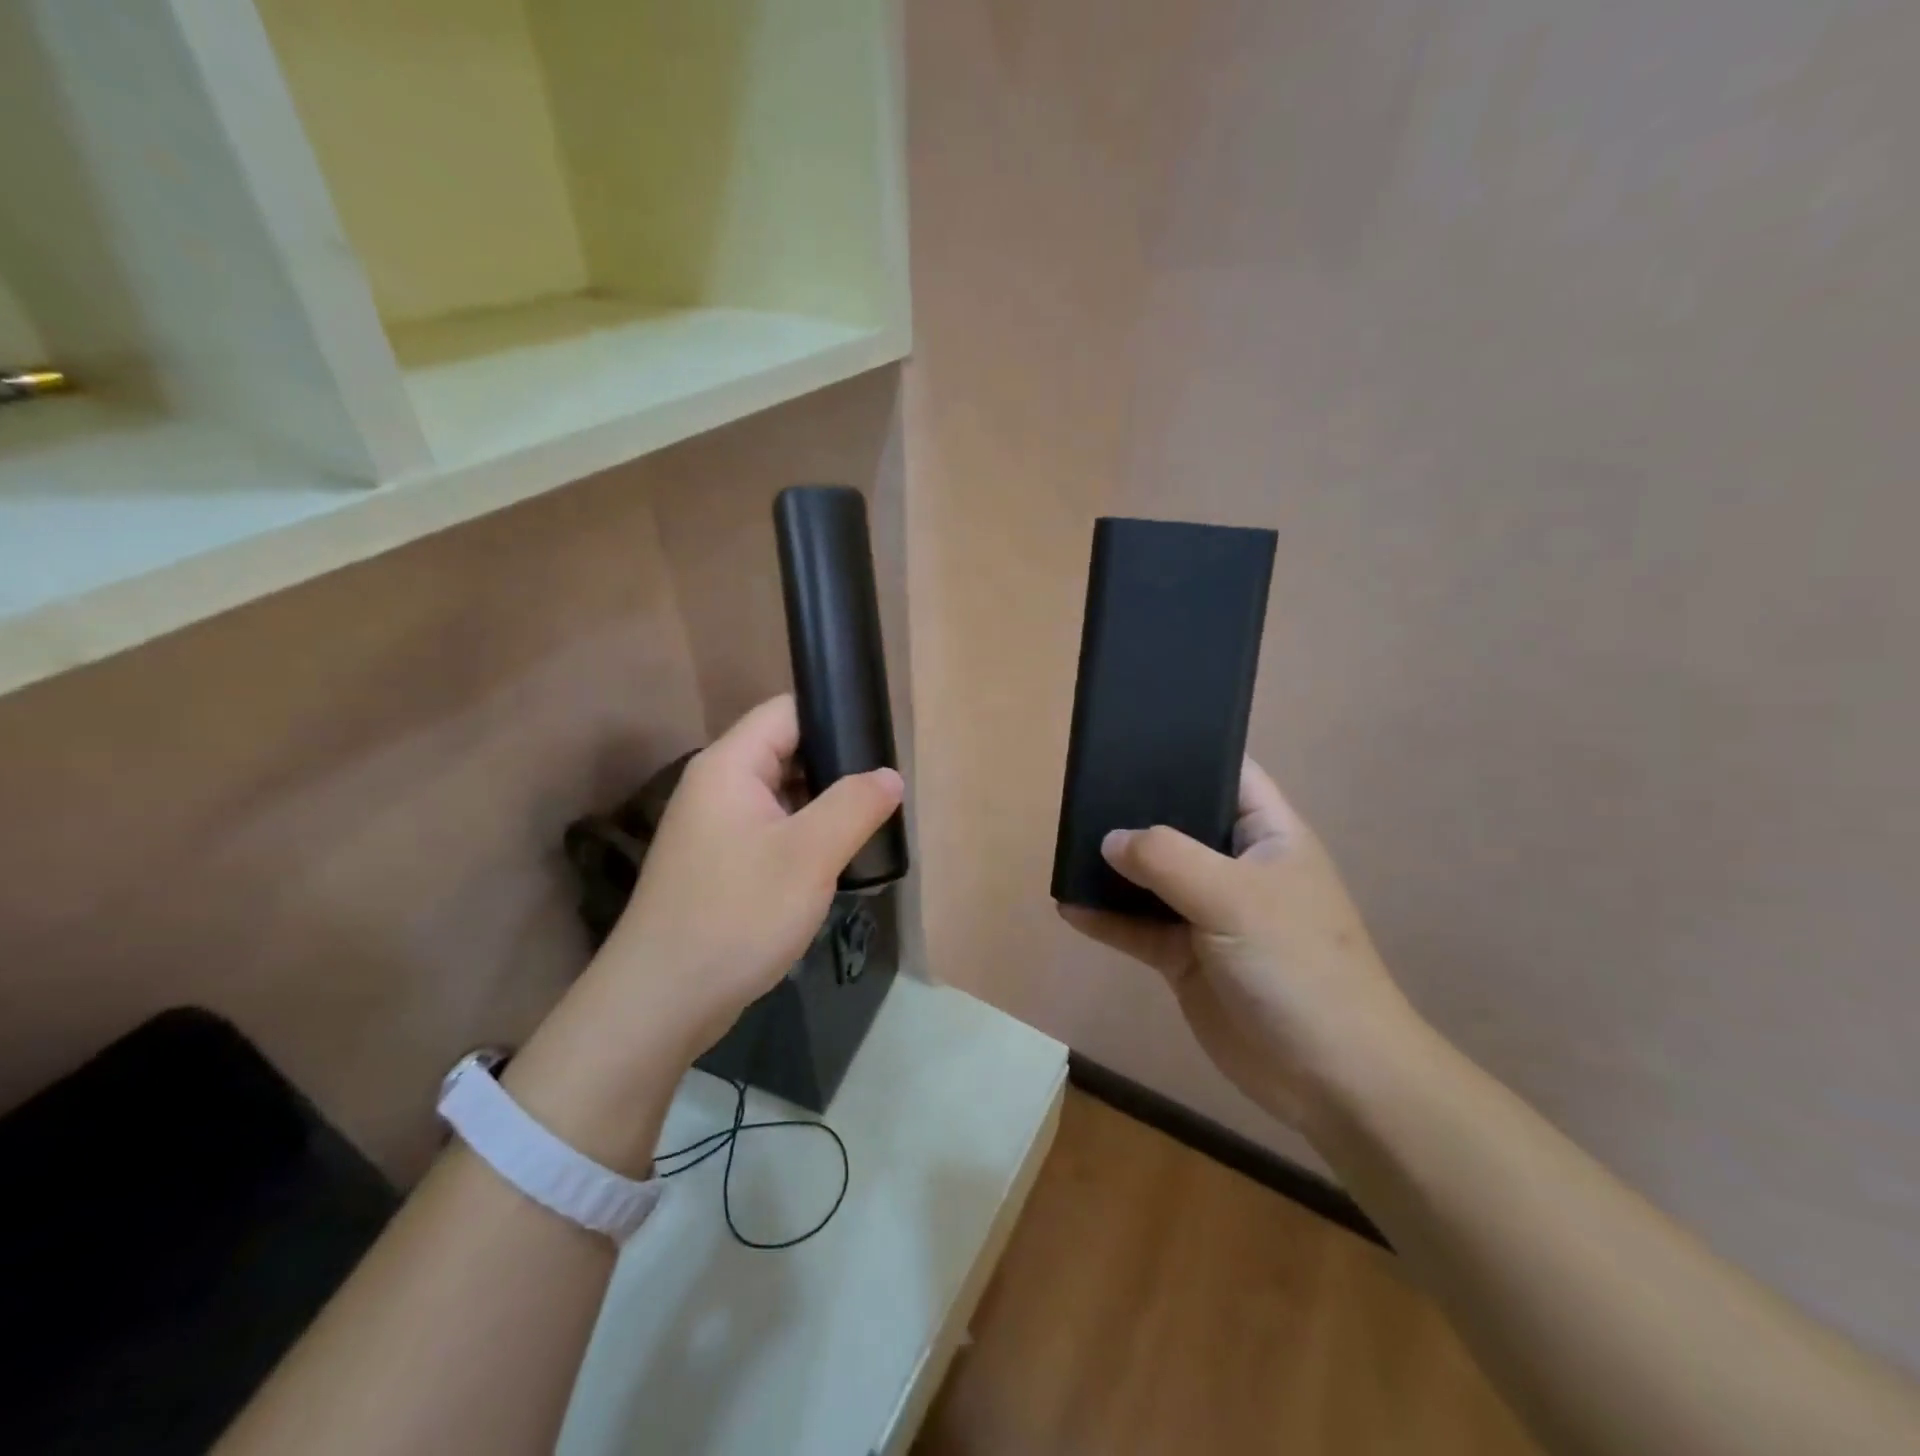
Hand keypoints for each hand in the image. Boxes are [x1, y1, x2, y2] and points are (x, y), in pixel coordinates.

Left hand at [504, 695, 901, 1171]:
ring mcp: (714, 828)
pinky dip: (803, 836)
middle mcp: (716, 786)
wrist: (663, 1000)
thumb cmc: (737, 914)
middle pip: (785, 751)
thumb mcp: (810, 855)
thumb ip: (855, 805)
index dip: (834, 715)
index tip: (881, 739)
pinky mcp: (718, 865)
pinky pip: (770, 831)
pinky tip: (834, 859)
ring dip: (822, 805)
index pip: (786, 711)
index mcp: (730, 766)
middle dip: (836, 765)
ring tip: (870, 822)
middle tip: (885, 789)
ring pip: (781, 795)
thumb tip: (890, 775)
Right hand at [1059, 759, 1414, 1133]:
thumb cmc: (1298, 966)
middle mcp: (1235, 866)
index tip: (1131, 740)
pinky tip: (1068, 907)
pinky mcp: (1185, 957)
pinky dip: (1106, 919)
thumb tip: (1109, 839)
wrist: (1329, 1078)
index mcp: (1267, 835)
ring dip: (1112, 868)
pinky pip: (1137, 928)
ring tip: (1064, 846)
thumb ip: (1168, 859)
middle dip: (1133, 811)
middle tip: (1079, 792)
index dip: (1187, 752)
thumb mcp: (1236, 898)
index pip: (1228, 773)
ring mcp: (1208, 913)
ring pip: (1151, 878)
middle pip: (1178, 823)